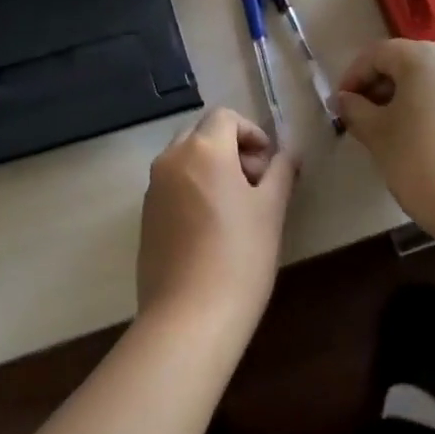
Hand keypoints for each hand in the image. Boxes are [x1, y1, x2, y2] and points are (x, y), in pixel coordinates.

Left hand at [137, 108, 296, 336]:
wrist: (189, 316)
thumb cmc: (240, 256)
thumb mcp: (271, 209)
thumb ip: (281, 171)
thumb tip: (289, 151)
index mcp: (202, 150)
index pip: (226, 117)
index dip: (252, 132)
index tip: (270, 163)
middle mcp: (170, 160)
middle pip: (201, 133)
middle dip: (231, 147)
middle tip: (256, 182)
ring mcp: (152, 188)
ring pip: (184, 159)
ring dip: (212, 167)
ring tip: (238, 206)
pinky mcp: (145, 216)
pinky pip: (172, 185)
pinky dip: (194, 188)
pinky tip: (213, 226)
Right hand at [334, 40, 434, 239]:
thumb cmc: (421, 161)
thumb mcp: (377, 134)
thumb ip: (355, 109)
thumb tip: (345, 100)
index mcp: (424, 56)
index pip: (377, 54)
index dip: (352, 77)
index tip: (339, 107)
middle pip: (407, 63)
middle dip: (379, 87)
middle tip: (360, 118)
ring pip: (430, 81)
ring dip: (404, 99)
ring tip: (388, 132)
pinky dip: (429, 109)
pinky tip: (420, 140)